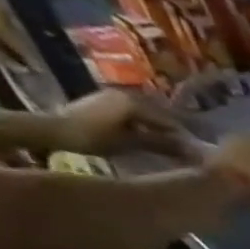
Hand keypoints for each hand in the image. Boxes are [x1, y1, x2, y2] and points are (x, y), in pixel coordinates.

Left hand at [54, 88, 189, 157]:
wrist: (53, 129)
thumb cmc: (94, 137)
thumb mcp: (131, 143)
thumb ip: (161, 144)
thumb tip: (191, 150)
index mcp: (134, 103)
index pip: (168, 121)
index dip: (183, 138)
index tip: (196, 153)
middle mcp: (125, 95)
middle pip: (157, 116)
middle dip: (170, 133)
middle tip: (184, 151)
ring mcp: (111, 97)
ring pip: (144, 116)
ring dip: (156, 130)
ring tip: (168, 147)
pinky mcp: (102, 103)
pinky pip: (132, 115)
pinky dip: (143, 127)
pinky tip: (148, 139)